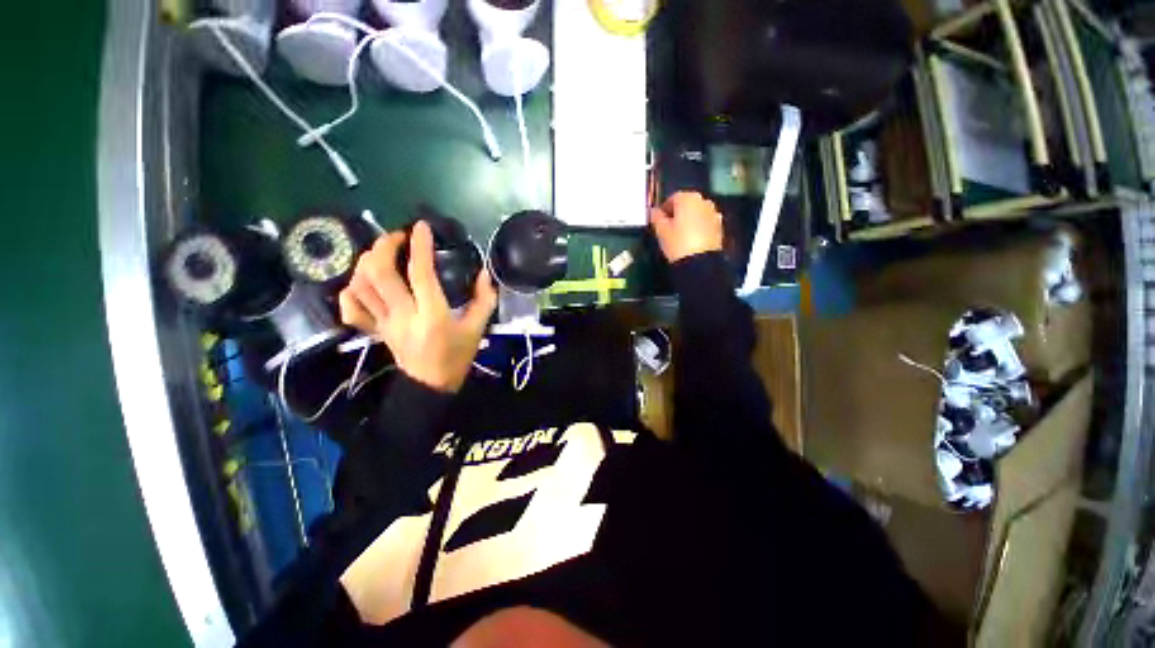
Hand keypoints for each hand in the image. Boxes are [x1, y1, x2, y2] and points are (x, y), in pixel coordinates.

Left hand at [338, 221, 497, 392]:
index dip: (419, 245)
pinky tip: (363, 282)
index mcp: (432, 315)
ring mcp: (383, 323)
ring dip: (367, 262)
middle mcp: (403, 315)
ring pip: (360, 285)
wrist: (430, 386)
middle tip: (398, 237)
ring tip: (383, 253)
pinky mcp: (374, 330)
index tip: (422, 227)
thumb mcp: (477, 329)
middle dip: (385, 246)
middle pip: (379, 272)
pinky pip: (351, 308)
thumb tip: (484, 273)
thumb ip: (484, 300)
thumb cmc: (457, 357)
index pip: (420, 273)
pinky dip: (351, 290)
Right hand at [650, 191, 724, 262]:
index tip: (659, 221)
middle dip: (678, 213)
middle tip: (669, 227)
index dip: (664, 209)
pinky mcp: (719, 226)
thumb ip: (656, 217)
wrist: (700, 262)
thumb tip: (653, 211)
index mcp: (687, 198)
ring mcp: (713, 213)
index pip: (672, 198)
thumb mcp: (661, 231)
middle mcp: (703, 201)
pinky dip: (699, 226)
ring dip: (689, 219)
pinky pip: (705, 222)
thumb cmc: (677, 242)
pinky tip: (692, 239)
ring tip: (681, 234)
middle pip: (687, 204)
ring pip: (697, 213)